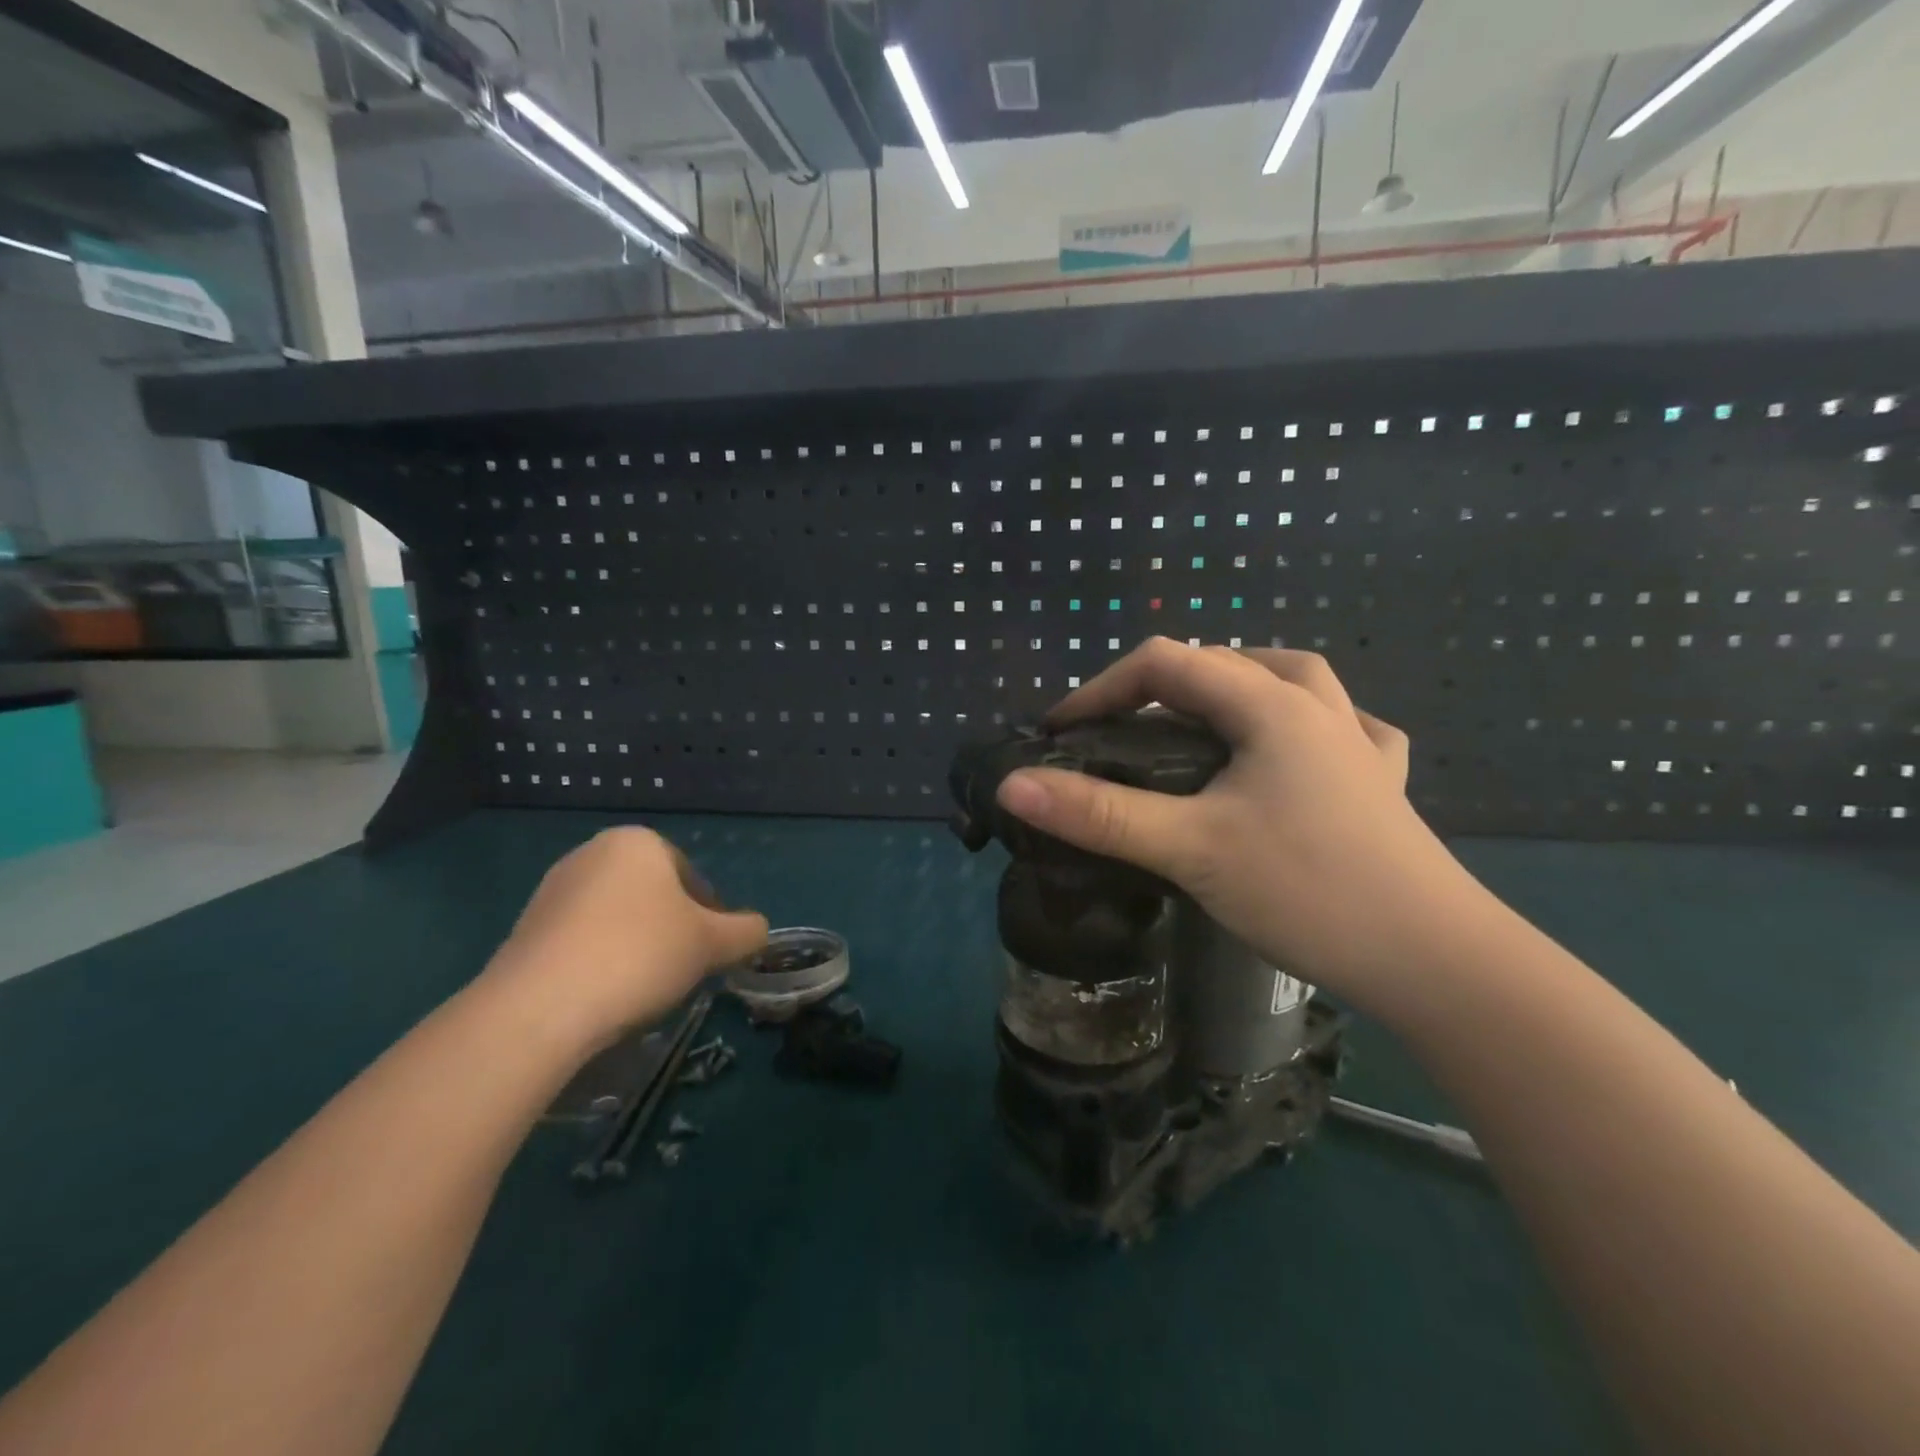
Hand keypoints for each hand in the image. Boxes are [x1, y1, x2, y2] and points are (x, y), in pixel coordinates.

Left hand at [485, 827, 767, 1051]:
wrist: (538, 1007)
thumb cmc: (640, 954)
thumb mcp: (712, 943)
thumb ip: (745, 931)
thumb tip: (758, 930)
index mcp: (638, 842)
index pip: (691, 877)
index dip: (710, 917)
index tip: (710, 953)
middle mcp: (592, 854)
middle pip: (653, 895)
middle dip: (672, 930)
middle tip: (682, 971)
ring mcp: (553, 890)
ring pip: (617, 918)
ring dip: (637, 946)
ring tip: (643, 989)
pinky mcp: (525, 929)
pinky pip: (581, 940)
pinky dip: (601, 961)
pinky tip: (605, 995)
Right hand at [995, 638, 1490, 1010]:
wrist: (1438, 963)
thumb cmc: (1309, 890)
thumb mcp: (1189, 849)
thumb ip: (1099, 814)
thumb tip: (1014, 785)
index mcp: (1271, 705)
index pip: (1167, 664)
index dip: (1102, 689)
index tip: (1059, 732)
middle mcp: (1318, 708)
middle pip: (1225, 662)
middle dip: (1158, 688)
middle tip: (1118, 733)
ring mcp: (1359, 745)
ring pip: (1289, 682)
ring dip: (1234, 687)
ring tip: (1198, 720)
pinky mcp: (1382, 785)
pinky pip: (1340, 729)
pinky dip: (1304, 725)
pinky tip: (1297, 749)